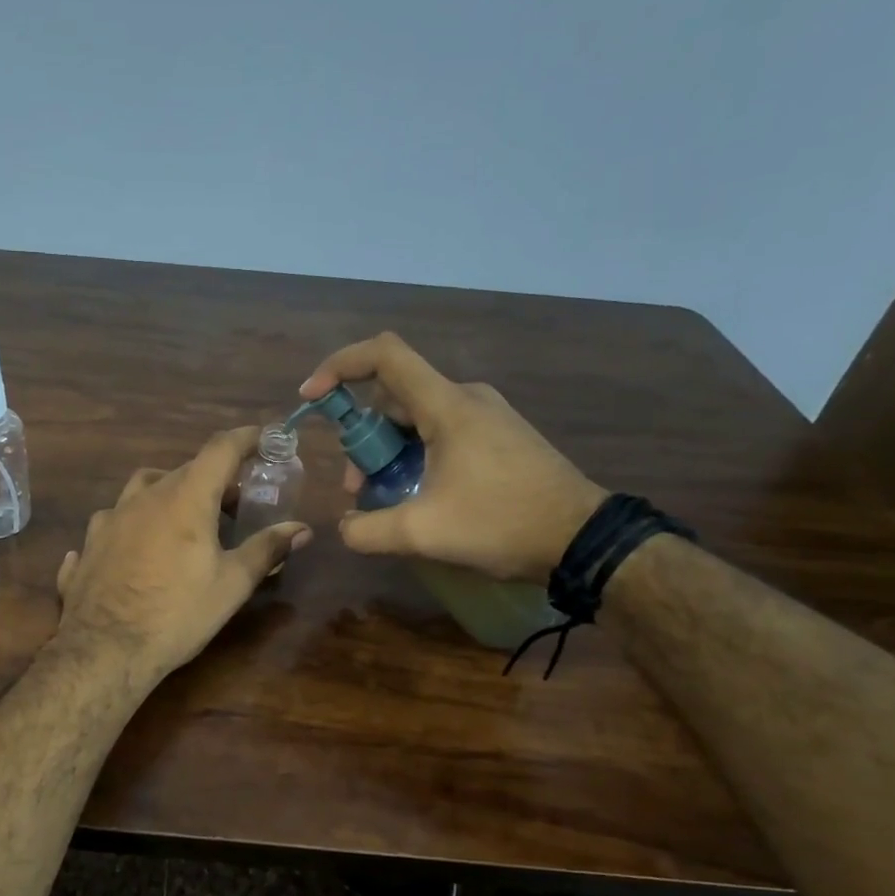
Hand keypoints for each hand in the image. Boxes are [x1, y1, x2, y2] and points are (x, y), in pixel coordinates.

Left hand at [55, 427, 312, 680]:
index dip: (246, 438)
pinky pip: (112, 524)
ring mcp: (109, 519)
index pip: (220, 449)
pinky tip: (133, 550)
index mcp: (184, 498)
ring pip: (142, 490)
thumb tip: (301, 528)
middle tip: (233, 503)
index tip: (264, 437)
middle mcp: (144, 498)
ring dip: (167, 494)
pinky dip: (131, 527)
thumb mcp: (232, 584)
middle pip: (183, 470)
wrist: (104, 649)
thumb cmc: (178, 614)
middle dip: (212, 478)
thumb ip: (266, 549)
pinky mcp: (88, 545)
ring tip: (182, 521)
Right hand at [300, 332, 605, 580]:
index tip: (311, 398)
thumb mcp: (423, 533)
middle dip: (363, 438)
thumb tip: (345, 527)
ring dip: (389, 452)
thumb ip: (368, 530)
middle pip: (394, 397)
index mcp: (447, 406)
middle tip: (357, 488)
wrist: (583, 540)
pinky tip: (419, 496)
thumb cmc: (502, 523)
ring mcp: (487, 416)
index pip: (384, 355)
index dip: (339, 366)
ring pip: (417, 418)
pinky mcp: (500, 436)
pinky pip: (442, 432)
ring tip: (385, 499)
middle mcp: (466, 398)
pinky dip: (416, 455)